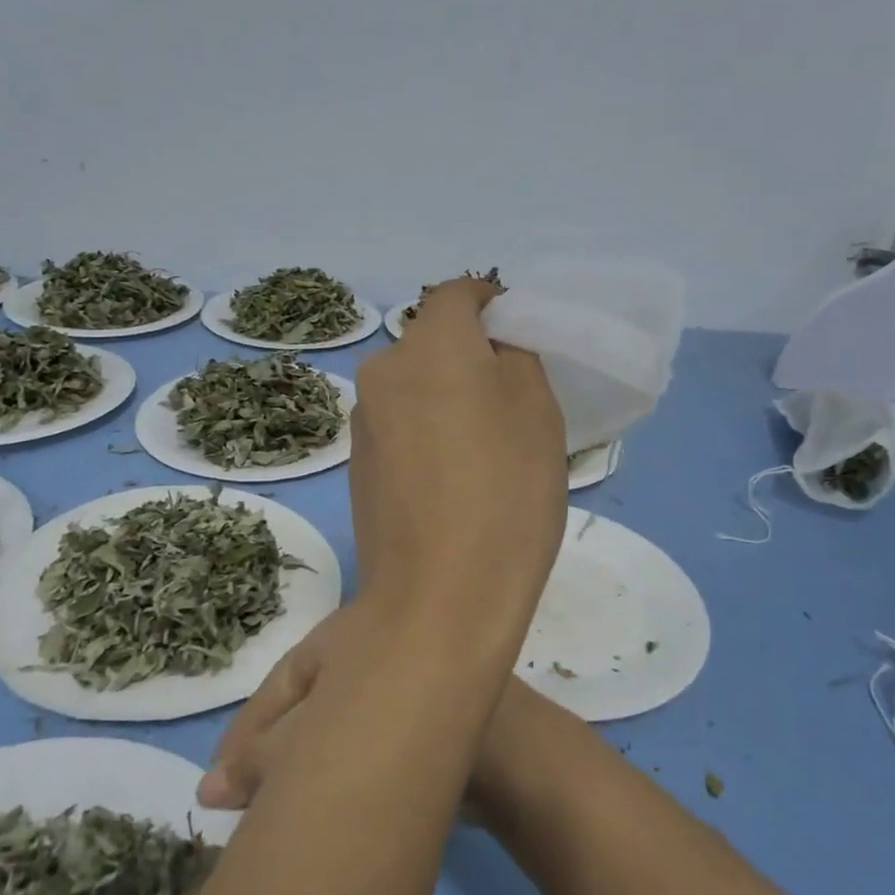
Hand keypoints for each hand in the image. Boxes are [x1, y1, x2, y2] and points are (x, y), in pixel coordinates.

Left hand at [198, 279, 566, 810]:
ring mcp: (363, 421)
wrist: (439, 600)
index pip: (457, 295)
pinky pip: (399, 424)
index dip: (491, 302)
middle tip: (510, 396)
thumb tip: (492, 348)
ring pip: (413, 384)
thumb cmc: (505, 492)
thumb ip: (515, 357)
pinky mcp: (356, 465)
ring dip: (445, 394)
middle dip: (469, 353)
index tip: (518, 330)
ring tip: (482, 445)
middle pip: (431, 341)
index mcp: (429, 344)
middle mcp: (383, 371)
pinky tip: (450, 477)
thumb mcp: (538, 410)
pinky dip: (425, 430)